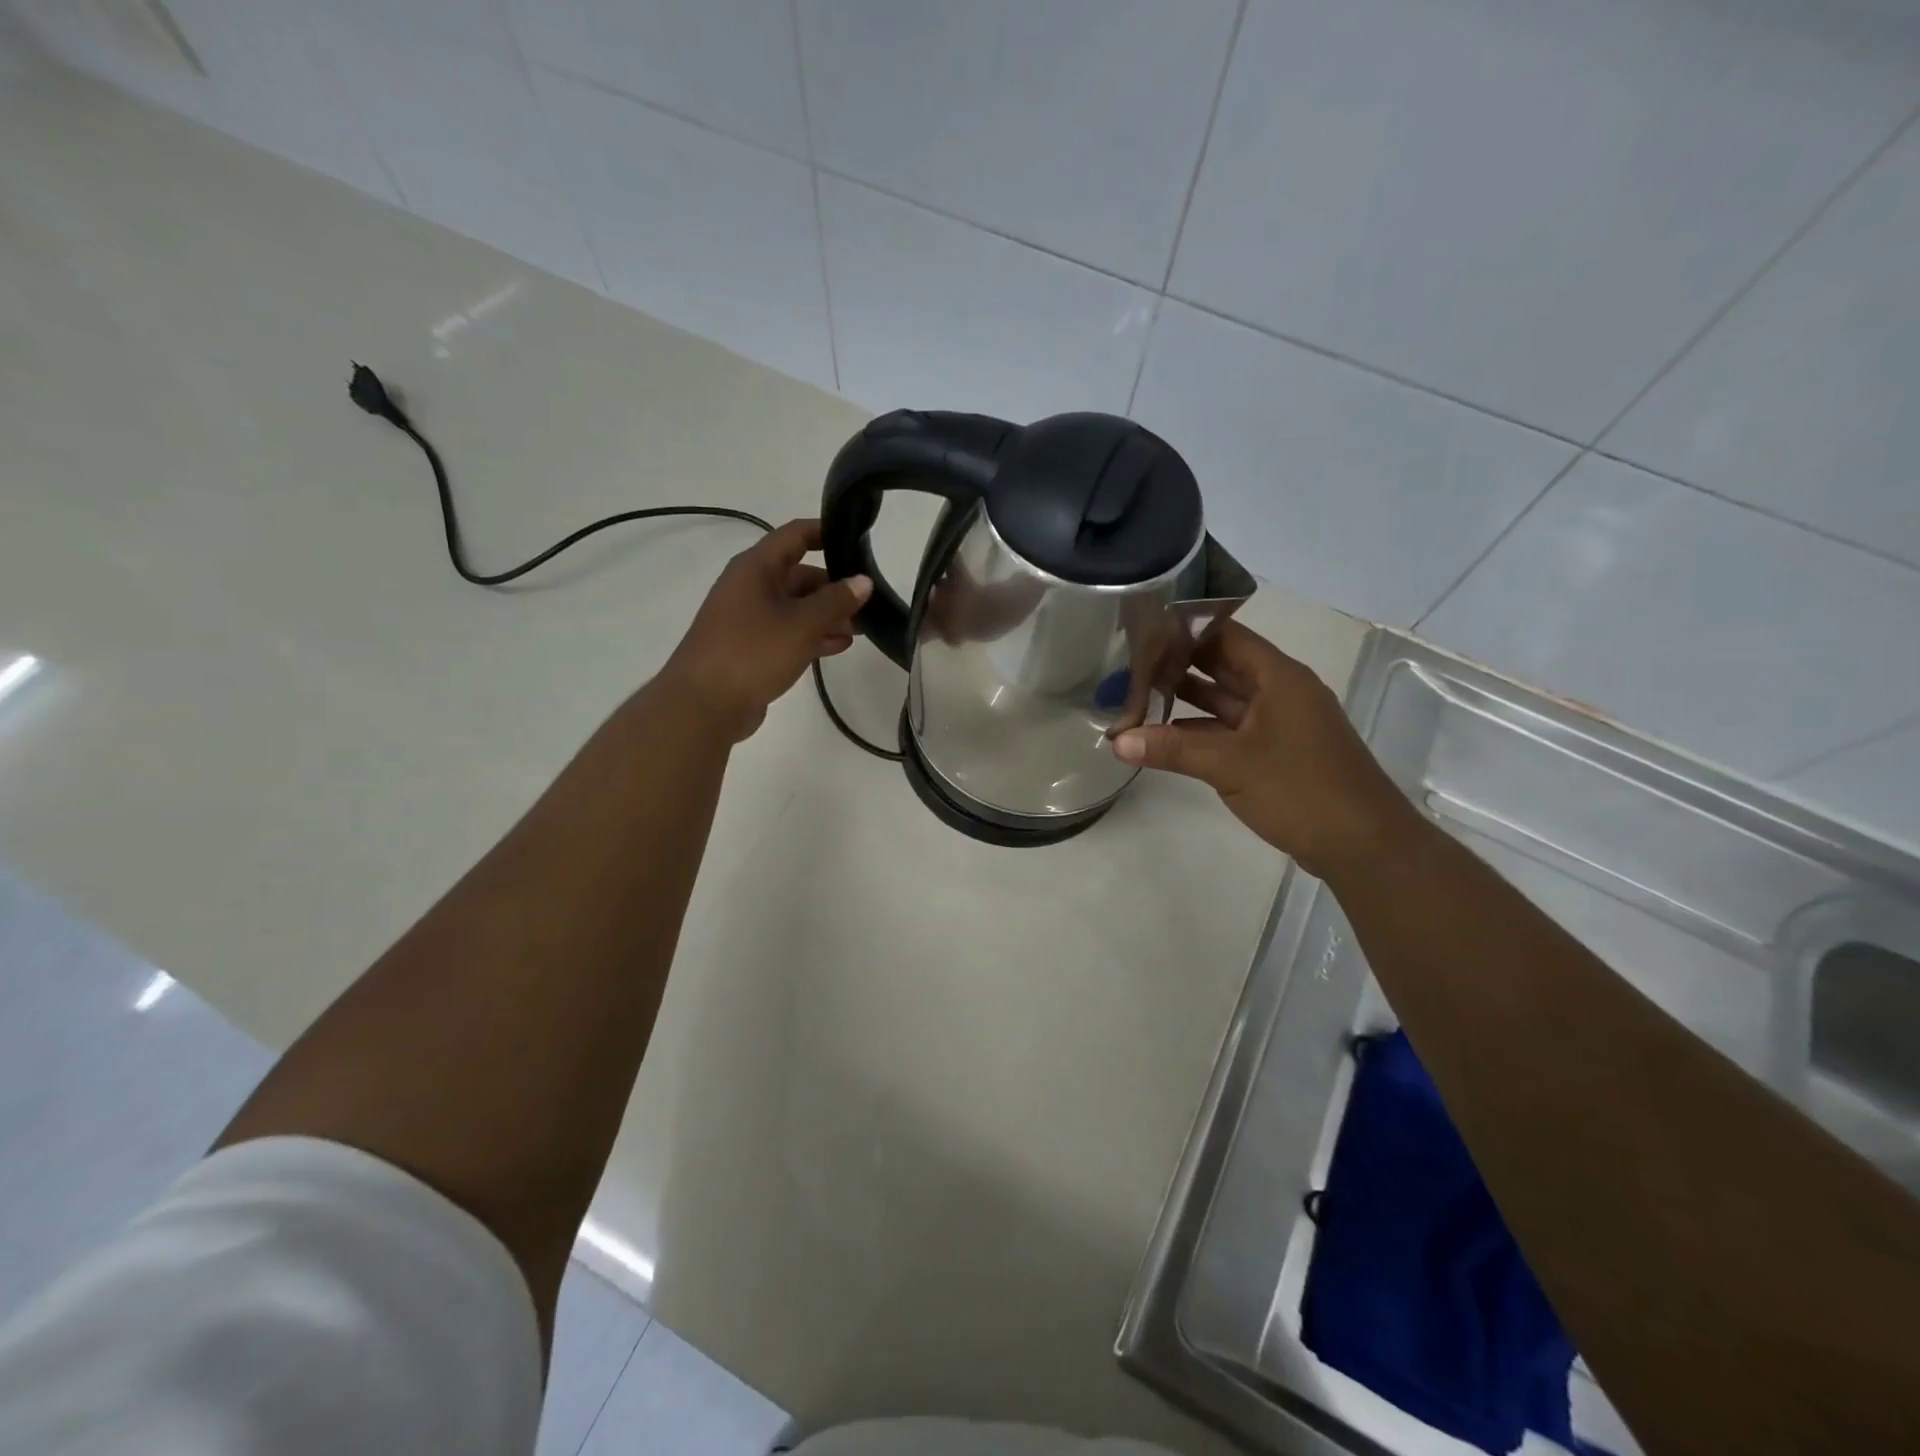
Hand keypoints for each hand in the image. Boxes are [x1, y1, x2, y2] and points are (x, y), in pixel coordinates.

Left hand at [663, 518, 871, 743]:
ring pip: (797, 607)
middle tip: (870, 599)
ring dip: (828, 614)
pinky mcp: (752, 648)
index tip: (858, 541)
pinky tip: (840, 646)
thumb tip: (863, 581)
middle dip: (835, 585)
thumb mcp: (802, 624)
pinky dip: (813, 635)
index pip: (795, 535)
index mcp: (756, 568)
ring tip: (862, 627)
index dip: (826, 532)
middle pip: (799, 575)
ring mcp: (750, 619)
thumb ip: (836, 601)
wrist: (704, 705)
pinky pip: (789, 632)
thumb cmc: (752, 652)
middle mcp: (751, 587)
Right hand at [1110, 620, 1422, 879]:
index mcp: (1278, 677)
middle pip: (1223, 666)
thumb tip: (1116, 740)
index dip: (1184, 630)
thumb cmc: (1300, 789)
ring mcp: (1280, 724)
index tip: (1140, 630)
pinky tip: (1164, 738)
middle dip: (1178, 665)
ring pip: (1226, 701)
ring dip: (1186, 700)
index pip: (1225, 635)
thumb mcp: (1229, 764)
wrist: (1363, 845)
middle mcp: (1280, 692)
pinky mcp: (1278, 754)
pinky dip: (1201, 732)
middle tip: (1128, 663)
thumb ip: (1171, 748)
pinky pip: (1232, 731)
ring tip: (1135, 696)